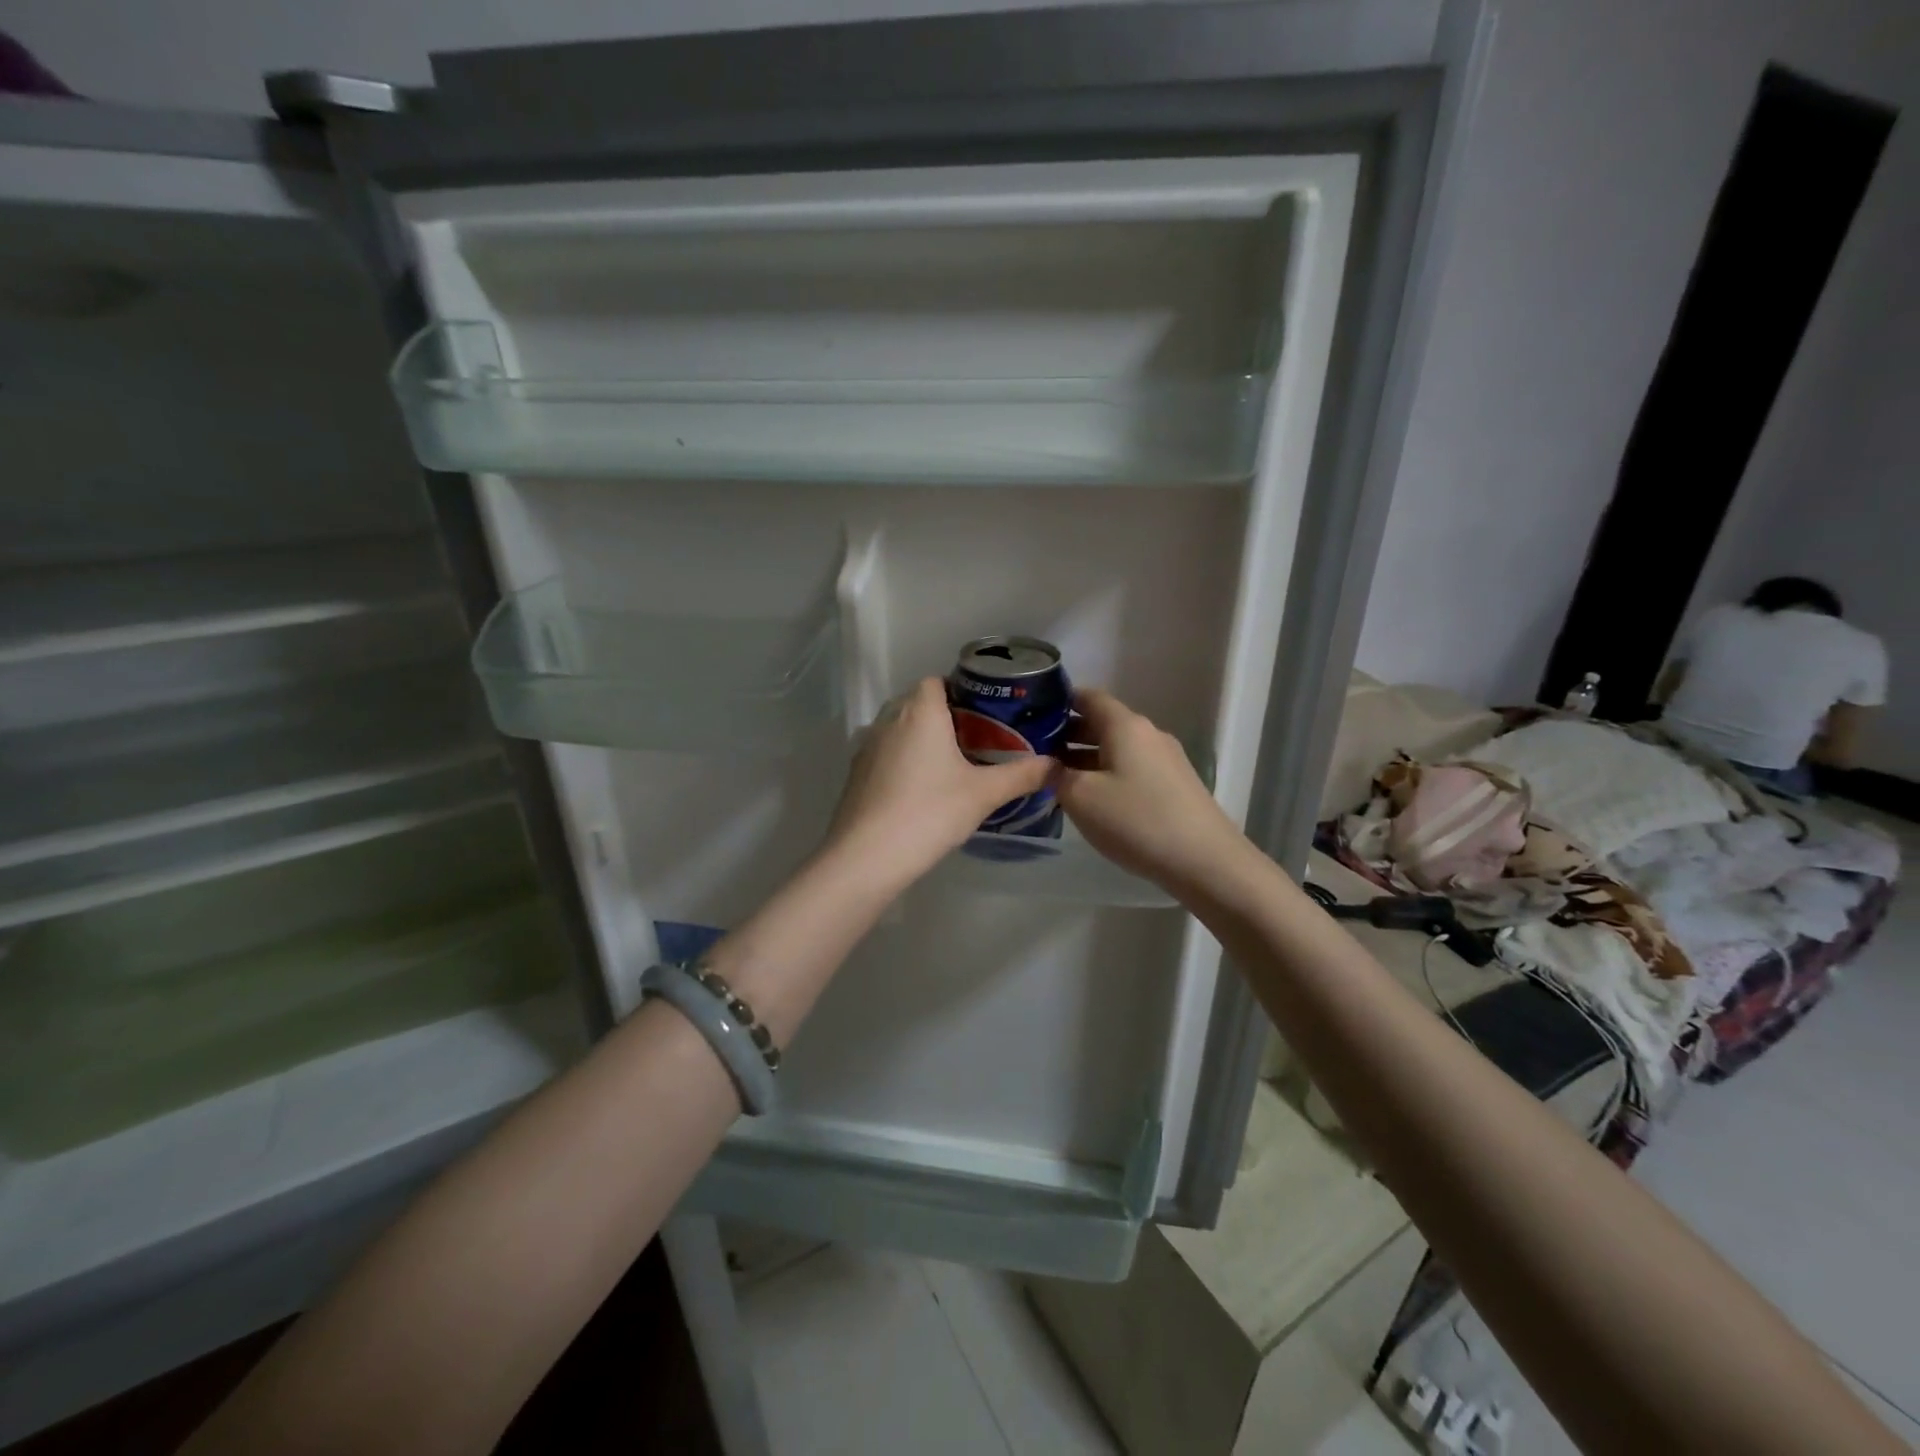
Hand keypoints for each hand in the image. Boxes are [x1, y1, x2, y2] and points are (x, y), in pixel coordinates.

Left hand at [821, 677, 1053, 885]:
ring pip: (900, 729)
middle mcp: (889, 719)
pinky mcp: (857, 773)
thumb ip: (1023, 775)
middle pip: (919, 703)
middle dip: (946, 716)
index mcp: (920, 711)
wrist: (867, 856)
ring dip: (923, 739)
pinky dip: (904, 760)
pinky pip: (886, 753)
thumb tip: (1058, 765)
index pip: (937, 681)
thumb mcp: (984, 794)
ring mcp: (867, 746)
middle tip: (978, 741)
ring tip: (953, 765)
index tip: (986, 714)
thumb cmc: (929, 812)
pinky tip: (922, 790)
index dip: (962, 691)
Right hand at [1055, 688, 1251, 895]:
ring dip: (1086, 758)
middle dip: (1067, 735)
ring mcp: (1166, 759)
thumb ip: (1055, 775)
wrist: (1205, 860)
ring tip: (1058, 781)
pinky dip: (1108, 774)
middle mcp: (1148, 733)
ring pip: (1116, 748)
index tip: (1030, 717)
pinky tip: (1093, 801)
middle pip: (1102, 723)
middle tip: (1035, 754)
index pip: (1087, 696)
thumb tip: (1045, 763)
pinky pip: (1132, 768)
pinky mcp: (1175, 784)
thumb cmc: (1136, 820)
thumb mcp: (1081, 797)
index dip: (1058, 702)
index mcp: (1124, 725)